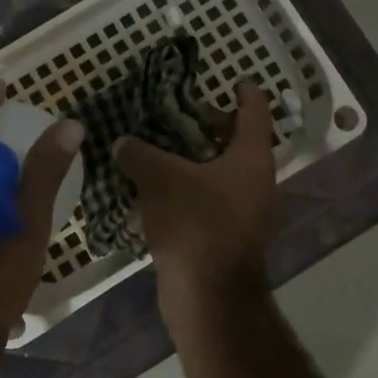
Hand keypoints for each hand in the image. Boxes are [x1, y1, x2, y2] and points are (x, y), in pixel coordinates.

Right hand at [114, 80, 277, 316]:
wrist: (208, 298)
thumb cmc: (195, 224)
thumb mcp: (160, 178)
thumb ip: (139, 153)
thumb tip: (122, 142)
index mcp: (250, 157)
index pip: (254, 110)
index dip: (243, 91)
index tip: (230, 79)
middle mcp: (253, 180)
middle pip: (232, 141)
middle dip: (203, 125)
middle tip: (170, 114)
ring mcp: (241, 211)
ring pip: (214, 173)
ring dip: (187, 160)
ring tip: (151, 148)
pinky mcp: (223, 236)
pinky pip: (203, 201)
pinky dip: (182, 190)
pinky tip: (148, 190)